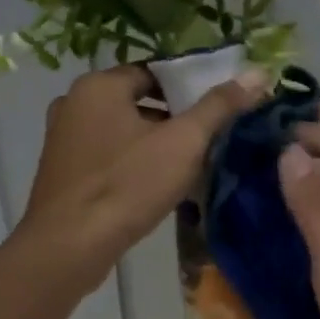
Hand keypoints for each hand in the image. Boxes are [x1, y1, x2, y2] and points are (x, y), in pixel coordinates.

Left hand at [19, 64, 266, 294]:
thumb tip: (258, 73)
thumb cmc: (126, 186)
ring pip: (122, 131)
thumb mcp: (182, 143)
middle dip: (174, 119)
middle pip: (138, 100)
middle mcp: (74, 103)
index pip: (154, 71)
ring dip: (153, 143)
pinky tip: (155, 187)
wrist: (68, 247)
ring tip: (189, 166)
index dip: (189, 87)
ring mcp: (62, 139)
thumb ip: (219, 106)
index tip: (218, 109)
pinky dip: (131, 163)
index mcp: (99, 85)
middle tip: (208, 140)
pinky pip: (106, 156)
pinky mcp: (62, 172)